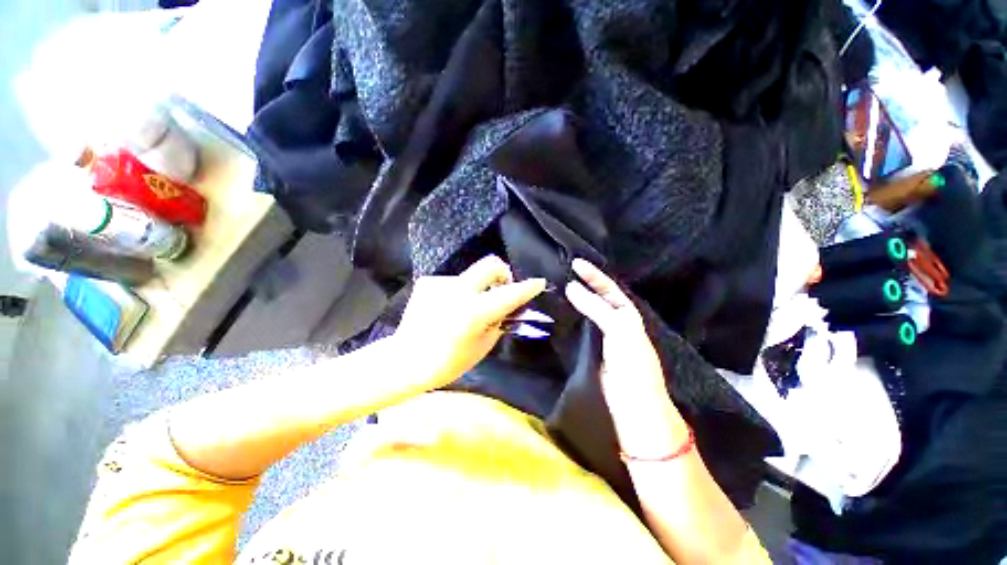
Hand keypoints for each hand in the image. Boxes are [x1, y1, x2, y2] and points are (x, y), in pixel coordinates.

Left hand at [394, 255, 545, 390]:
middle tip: (502, 288)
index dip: (528, 287)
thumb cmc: (447, 362)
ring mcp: (441, 283)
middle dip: (503, 272)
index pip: (510, 294)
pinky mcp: (428, 282)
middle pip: (491, 264)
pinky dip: (459, 293)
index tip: (539, 282)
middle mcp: (459, 291)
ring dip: (478, 288)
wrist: (405, 360)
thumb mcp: (482, 346)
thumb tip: (508, 308)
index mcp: (474, 311)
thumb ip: (499, 322)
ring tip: (467, 308)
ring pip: (471, 276)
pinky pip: (454, 283)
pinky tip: (448, 309)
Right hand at [565, 259, 688, 458]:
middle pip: (599, 296)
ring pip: (589, 310)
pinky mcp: (593, 347)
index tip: (575, 263)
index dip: (593, 275)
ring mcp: (605, 335)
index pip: (609, 289)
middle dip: (585, 283)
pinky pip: (582, 325)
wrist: (633, 404)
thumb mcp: (619, 331)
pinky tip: (561, 311)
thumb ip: (596, 308)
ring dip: (577, 298)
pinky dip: (572, 315)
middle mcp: (617, 321)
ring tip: (559, 286)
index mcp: (628, 314)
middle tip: (565, 271)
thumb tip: (571, 287)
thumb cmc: (632, 365)